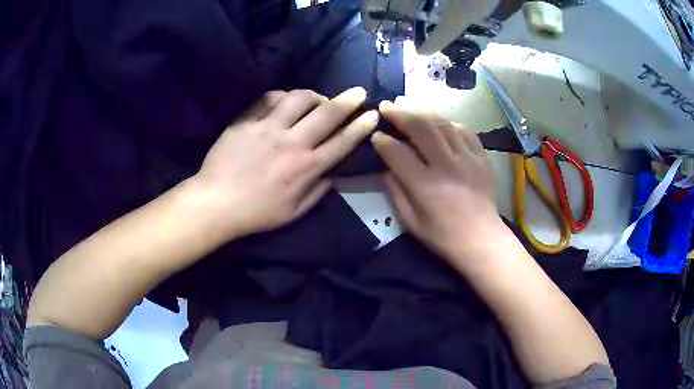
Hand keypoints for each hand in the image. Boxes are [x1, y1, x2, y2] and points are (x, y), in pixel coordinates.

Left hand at [193, 88, 378, 238]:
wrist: (217, 202)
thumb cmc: (257, 212)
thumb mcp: (294, 212)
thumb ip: (318, 191)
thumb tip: (334, 174)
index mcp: (307, 167)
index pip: (343, 141)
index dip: (361, 126)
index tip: (372, 114)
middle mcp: (292, 142)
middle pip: (328, 113)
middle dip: (349, 100)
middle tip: (358, 91)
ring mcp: (268, 128)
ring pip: (299, 98)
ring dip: (314, 95)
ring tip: (317, 99)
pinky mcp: (247, 121)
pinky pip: (269, 99)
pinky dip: (282, 96)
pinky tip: (284, 100)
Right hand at [372, 98, 503, 264]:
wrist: (482, 239)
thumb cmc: (443, 236)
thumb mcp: (411, 222)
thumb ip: (396, 192)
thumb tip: (386, 167)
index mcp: (425, 186)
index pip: (397, 152)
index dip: (382, 141)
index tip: (376, 136)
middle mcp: (446, 166)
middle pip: (420, 127)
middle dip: (400, 113)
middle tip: (387, 106)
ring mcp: (467, 159)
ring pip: (442, 123)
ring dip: (422, 111)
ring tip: (408, 105)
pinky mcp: (481, 158)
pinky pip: (464, 131)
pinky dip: (449, 123)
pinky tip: (439, 122)